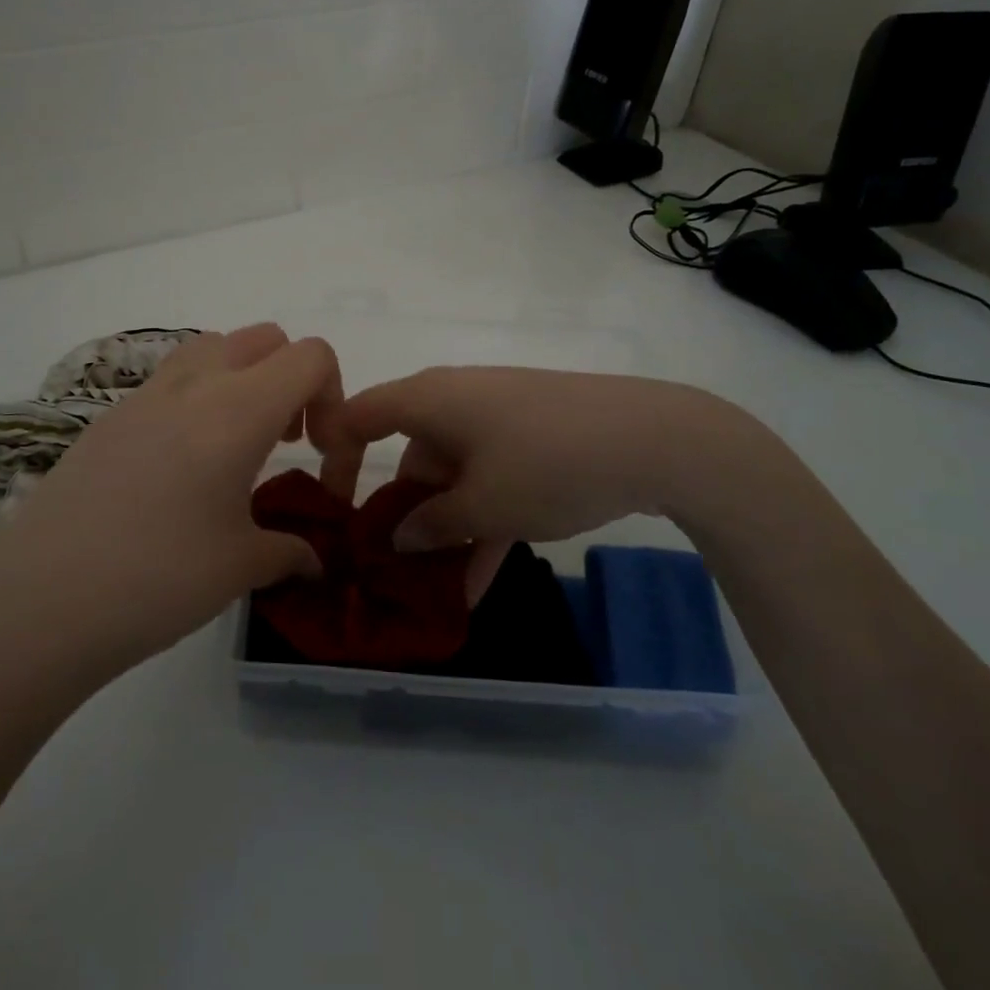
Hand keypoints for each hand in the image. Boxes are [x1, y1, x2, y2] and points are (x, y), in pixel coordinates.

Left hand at [0, 325, 358, 681]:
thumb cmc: (156, 579)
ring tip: (236, 446)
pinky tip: (182, 467)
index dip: (332, 396)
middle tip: (284, 443)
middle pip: (265, 339)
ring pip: (214, 347)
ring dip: (243, 379)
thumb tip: (313, 560)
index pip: (309, 356)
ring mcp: (144, 394)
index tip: (320, 453)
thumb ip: (289, 552)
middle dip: (291, 380)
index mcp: (237, 409)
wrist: (39, 601)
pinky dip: (198, 397)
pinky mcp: (109, 415)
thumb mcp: (239, 568)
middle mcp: (194, 384)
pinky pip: (171, 378)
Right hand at [341, 367, 781, 550]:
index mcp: (429, 400)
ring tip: (434, 590)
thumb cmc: (547, 462)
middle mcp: (455, 401)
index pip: (360, 416)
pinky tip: (480, 581)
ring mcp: (497, 419)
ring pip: (453, 475)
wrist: (655, 438)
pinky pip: (490, 479)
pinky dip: (482, 521)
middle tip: (388, 568)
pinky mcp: (532, 438)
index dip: (336, 457)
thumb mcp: (483, 505)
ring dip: (444, 529)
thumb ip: (432, 525)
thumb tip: (401, 537)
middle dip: (400, 514)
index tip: (333, 510)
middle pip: (409, 454)